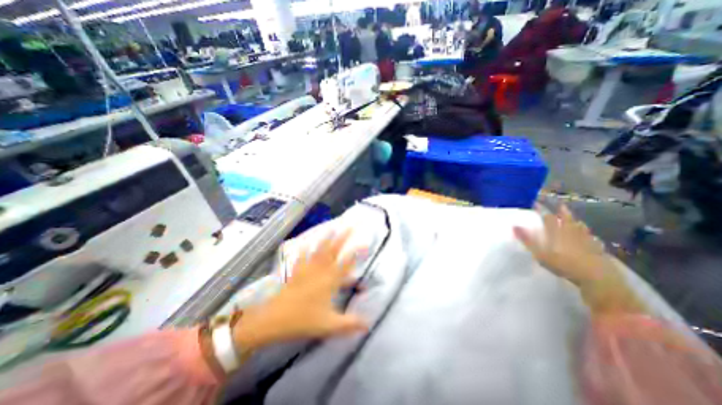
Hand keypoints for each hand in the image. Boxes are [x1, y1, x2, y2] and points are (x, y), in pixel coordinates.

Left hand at [232, 231, 367, 350]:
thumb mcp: (329, 325)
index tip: (366, 243)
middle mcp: (320, 271)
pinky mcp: (297, 271)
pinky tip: (307, 242)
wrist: (275, 319)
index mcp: (330, 281)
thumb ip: (350, 324)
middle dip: (343, 238)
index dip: (357, 253)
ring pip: (319, 250)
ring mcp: (308, 269)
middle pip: (334, 251)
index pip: (347, 264)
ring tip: (332, 227)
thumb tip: (368, 324)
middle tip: (350, 227)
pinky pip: (303, 256)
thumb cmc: (303, 320)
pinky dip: (306, 248)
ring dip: (326, 238)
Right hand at [510, 204, 610, 285]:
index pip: (548, 218)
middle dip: (563, 212)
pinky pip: (593, 238)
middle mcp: (571, 233)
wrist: (596, 277)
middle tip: (560, 205)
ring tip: (575, 220)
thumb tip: (514, 226)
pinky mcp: (597, 249)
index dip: (542, 210)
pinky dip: (590, 236)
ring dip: (576, 222)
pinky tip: (592, 238)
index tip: (536, 204)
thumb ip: (527, 240)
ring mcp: (586, 240)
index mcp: (556, 232)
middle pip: (567, 219)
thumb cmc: (564, 264)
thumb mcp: (540, 254)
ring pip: (581, 227)